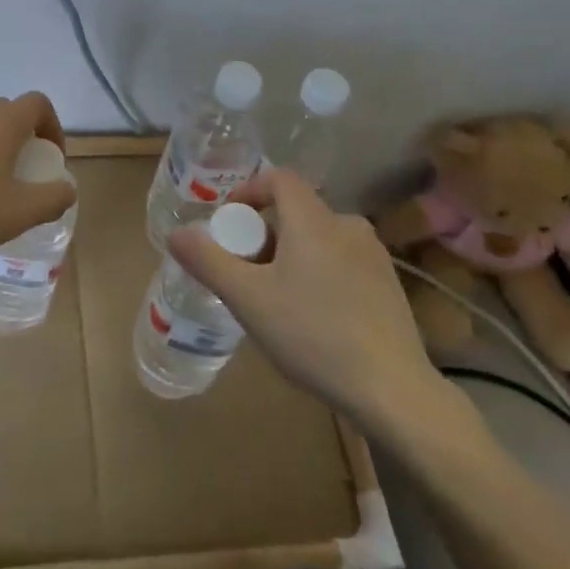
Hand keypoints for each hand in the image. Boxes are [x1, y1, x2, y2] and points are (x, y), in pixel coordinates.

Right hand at [167, 168, 449, 431]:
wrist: (394, 391)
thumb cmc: (314, 335)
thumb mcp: (249, 300)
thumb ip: (209, 262)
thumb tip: (175, 233)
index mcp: (314, 219)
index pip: (279, 178)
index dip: (250, 189)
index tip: (230, 221)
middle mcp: (347, 225)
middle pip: (297, 211)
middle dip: (266, 233)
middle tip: (246, 270)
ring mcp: (374, 256)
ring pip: (320, 238)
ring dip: (292, 254)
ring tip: (276, 296)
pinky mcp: (389, 286)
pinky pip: (342, 262)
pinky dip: (319, 272)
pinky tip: (313, 317)